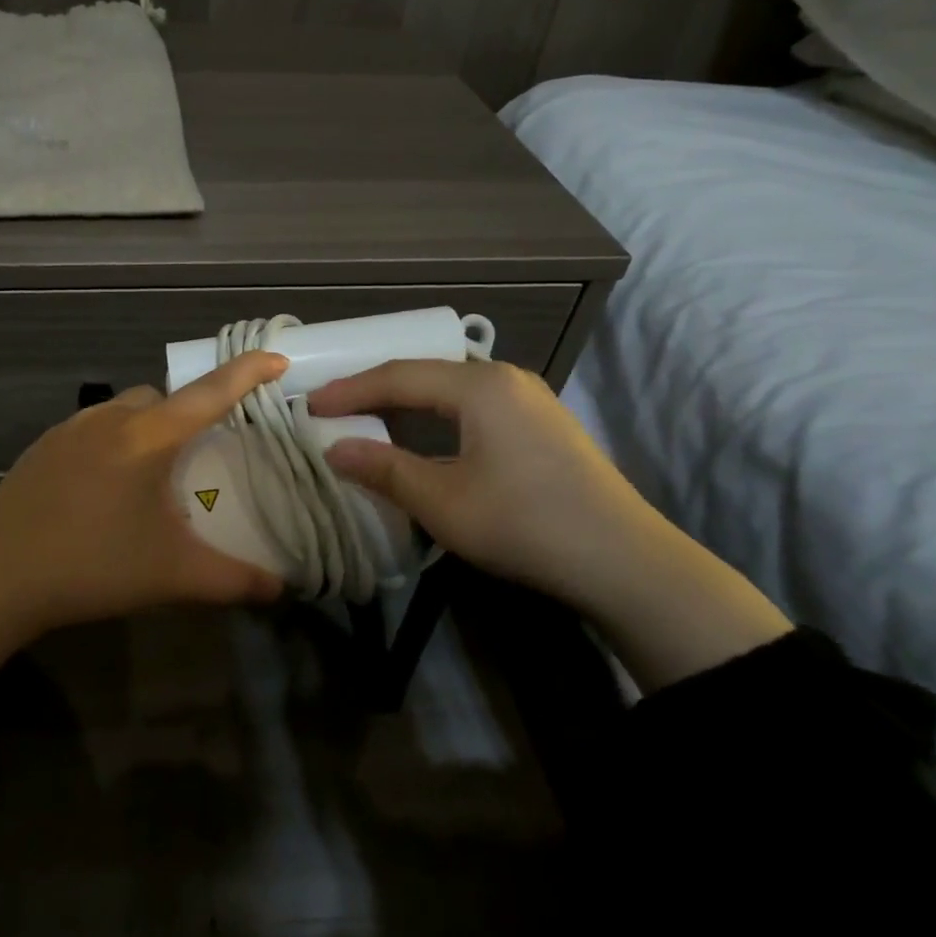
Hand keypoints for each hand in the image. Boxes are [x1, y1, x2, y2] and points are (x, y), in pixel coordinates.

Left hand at [0, 352, 288, 670]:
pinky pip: (91, 429)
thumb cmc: (93, 566)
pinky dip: (112, 442)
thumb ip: (235, 581)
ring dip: (147, 427)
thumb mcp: (173, 575)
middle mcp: (110, 418)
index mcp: (148, 436)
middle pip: (163, 397)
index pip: (210, 392)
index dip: (248, 372)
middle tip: (201, 452)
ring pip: (123, 410)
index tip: (277, 359)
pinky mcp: (41, 448)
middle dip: (189, 412)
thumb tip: (282, 590)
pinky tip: (105, 487)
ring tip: (153, 474)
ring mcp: (69, 429)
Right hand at [308, 359, 665, 606]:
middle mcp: (505, 378)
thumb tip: (333, 449)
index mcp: (479, 387)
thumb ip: (384, 469)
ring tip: (370, 415)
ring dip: (407, 401)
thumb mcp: (443, 501)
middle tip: (334, 406)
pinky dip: (437, 413)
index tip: (310, 405)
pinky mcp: (543, 423)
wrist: (625, 562)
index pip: (398, 376)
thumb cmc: (525, 524)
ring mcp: (530, 398)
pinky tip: (426, 432)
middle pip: (425, 374)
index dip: (350, 390)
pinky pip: (474, 404)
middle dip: (375, 389)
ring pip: (451, 388)